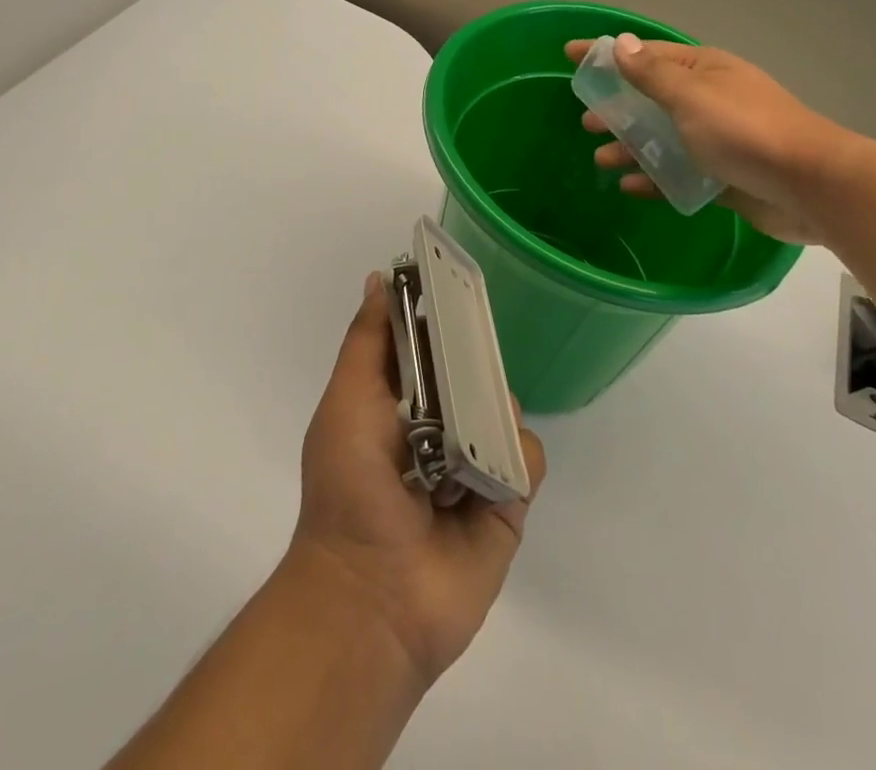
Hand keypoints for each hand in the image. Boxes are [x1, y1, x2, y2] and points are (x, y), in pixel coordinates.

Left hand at [289, 277, 545, 689]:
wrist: (373, 598)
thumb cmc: (351, 487)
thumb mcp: (347, 401)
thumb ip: (366, 340)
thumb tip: (379, 278)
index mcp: (397, 402)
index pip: (428, 343)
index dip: (440, 315)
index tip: (457, 284)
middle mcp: (438, 426)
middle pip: (472, 370)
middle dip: (476, 358)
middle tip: (472, 356)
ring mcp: (474, 463)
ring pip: (505, 407)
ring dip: (493, 409)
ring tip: (468, 438)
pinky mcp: (506, 501)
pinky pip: (528, 457)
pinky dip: (515, 458)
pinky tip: (488, 477)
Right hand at [566, 34, 857, 244]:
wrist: (811, 186)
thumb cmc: (744, 130)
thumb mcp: (691, 97)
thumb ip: (652, 74)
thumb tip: (622, 42)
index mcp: (702, 71)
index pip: (644, 54)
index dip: (606, 53)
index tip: (569, 55)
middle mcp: (708, 99)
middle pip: (651, 98)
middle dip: (616, 107)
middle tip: (586, 120)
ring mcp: (717, 138)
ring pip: (662, 137)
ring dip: (630, 145)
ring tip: (602, 158)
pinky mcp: (723, 175)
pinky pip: (678, 172)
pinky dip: (653, 176)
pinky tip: (629, 187)